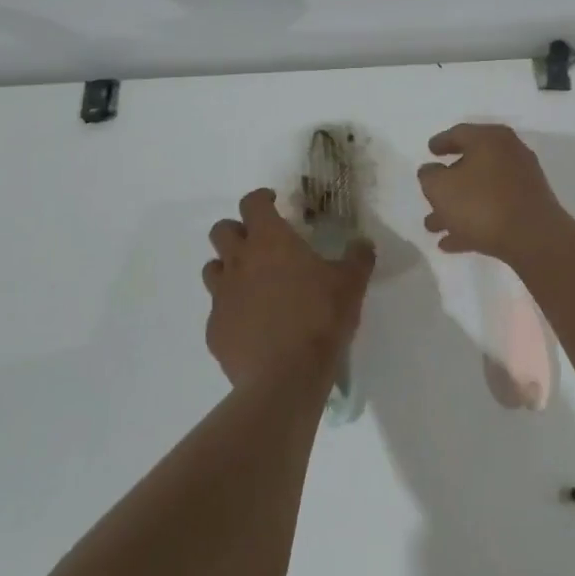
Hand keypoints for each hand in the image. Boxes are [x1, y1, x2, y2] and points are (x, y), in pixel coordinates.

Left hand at [202, 188, 374, 387]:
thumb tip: (362, 242)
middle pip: (222, 231)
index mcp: (270, 241)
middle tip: (260, 242)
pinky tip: (252, 324)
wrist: (286, 376)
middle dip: (238, 230)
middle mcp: (239, 262)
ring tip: (252, 282)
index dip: (261, 199)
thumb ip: (358, 257)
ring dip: (229, 268)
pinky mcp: (215, 330)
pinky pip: (218, 311)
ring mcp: (222, 297)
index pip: (252, 203)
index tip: (273, 202)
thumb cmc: (320, 318)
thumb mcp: (351, 283)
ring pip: (212, 269)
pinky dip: (232, 310)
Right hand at [417, 123, 572, 262]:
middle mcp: (509, 154)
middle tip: (429, 194)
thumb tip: (431, 170)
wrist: (533, 238)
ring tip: (432, 227)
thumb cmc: (481, 204)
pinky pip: (494, 210)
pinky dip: (473, 222)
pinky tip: (452, 243)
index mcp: (490, 139)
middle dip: (447, 183)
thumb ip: (429, 176)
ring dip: (456, 208)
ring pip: (481, 191)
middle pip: (471, 164)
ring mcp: (522, 181)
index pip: (460, 133)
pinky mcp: (529, 208)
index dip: (441, 142)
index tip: (429, 150)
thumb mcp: (441, 188)